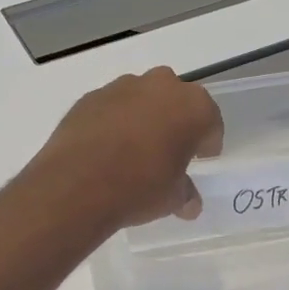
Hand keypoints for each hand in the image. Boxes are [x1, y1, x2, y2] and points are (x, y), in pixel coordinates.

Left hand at [29, 67, 224, 227]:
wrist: (77, 184)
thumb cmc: (140, 187)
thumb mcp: (172, 198)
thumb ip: (185, 193)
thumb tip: (189, 203)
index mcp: (192, 107)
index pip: (210, 121)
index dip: (207, 142)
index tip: (201, 158)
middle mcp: (160, 86)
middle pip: (176, 100)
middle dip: (175, 120)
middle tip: (169, 149)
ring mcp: (122, 87)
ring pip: (142, 98)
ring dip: (143, 117)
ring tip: (134, 149)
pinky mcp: (90, 96)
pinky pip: (111, 106)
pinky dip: (113, 121)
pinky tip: (106, 147)